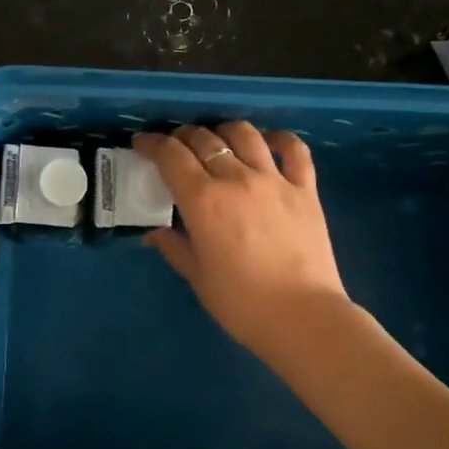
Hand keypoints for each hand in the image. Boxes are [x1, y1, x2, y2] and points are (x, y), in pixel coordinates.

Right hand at [134, 123, 348, 358]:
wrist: (302, 317)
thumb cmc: (241, 303)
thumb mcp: (197, 277)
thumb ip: (174, 247)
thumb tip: (155, 233)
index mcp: (203, 201)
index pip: (171, 156)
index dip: (152, 144)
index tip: (142, 145)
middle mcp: (236, 179)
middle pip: (204, 139)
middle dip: (183, 137)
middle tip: (175, 148)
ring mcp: (275, 180)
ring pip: (245, 134)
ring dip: (224, 131)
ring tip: (218, 140)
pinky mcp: (306, 189)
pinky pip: (295, 150)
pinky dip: (280, 139)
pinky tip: (269, 143)